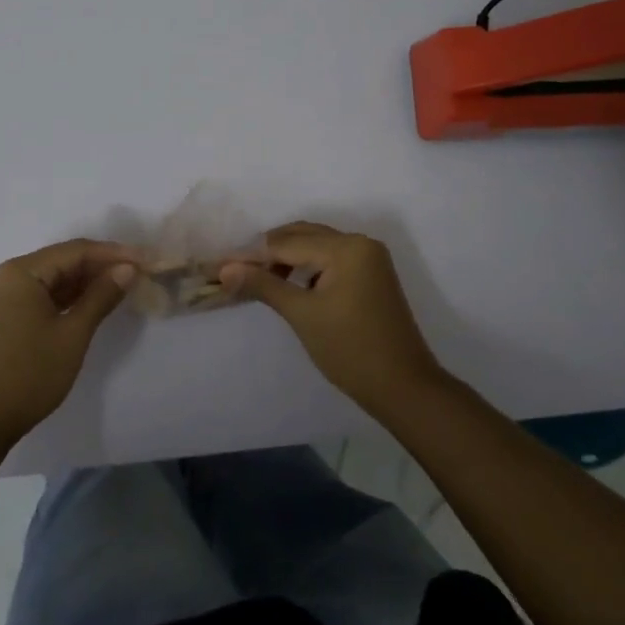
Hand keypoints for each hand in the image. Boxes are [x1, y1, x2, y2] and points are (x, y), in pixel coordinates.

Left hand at [0, 239, 137, 446]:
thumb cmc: (30, 373)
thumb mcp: (73, 333)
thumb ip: (101, 296)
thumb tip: (128, 269)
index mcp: (21, 272)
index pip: (75, 251)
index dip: (113, 253)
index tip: (146, 259)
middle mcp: (10, 276)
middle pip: (64, 261)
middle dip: (102, 265)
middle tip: (140, 272)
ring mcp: (8, 297)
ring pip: (56, 278)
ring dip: (89, 281)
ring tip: (125, 284)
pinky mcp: (10, 316)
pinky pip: (46, 295)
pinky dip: (72, 297)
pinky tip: (97, 301)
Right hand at [220, 223, 444, 411]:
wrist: (404, 388)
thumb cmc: (350, 350)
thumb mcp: (302, 315)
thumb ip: (263, 286)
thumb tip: (224, 269)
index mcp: (347, 248)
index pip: (288, 243)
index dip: (252, 255)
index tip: (221, 266)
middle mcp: (360, 243)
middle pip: (303, 236)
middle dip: (268, 252)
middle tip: (236, 271)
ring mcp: (369, 259)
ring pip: (317, 247)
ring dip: (287, 259)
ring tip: (259, 281)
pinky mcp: (372, 276)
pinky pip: (331, 261)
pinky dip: (307, 269)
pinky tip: (290, 287)